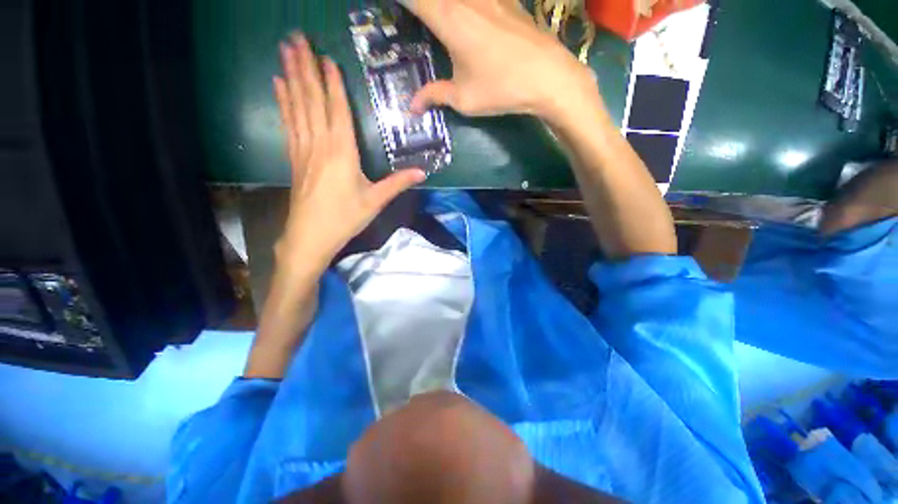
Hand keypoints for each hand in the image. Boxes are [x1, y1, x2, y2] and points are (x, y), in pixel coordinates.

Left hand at [273, 34, 425, 270]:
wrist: (311, 236)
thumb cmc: (345, 218)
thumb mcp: (375, 201)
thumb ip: (397, 183)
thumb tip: (422, 172)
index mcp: (342, 153)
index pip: (337, 110)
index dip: (332, 84)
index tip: (326, 57)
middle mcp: (320, 144)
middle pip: (312, 100)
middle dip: (304, 67)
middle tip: (296, 37)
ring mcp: (303, 150)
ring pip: (297, 107)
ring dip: (291, 77)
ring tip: (285, 50)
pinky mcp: (294, 158)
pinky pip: (289, 123)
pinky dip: (284, 102)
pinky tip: (279, 86)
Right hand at [404, 0, 597, 122]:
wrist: (548, 77)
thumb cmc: (501, 89)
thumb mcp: (463, 98)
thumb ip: (435, 95)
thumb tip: (412, 106)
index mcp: (448, 17)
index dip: (401, 2)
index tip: (391, 9)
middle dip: (421, 6)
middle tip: (414, 18)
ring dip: (443, 6)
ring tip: (438, 21)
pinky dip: (464, 6)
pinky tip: (466, 17)